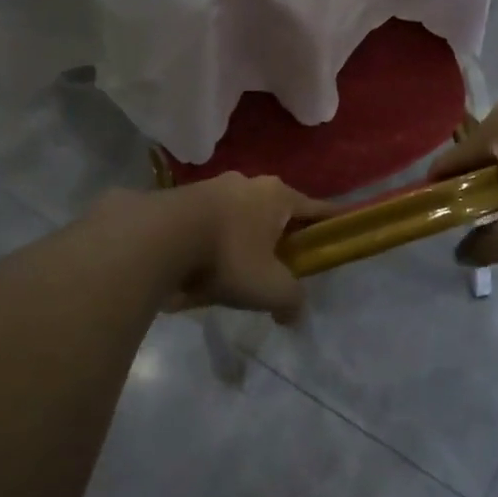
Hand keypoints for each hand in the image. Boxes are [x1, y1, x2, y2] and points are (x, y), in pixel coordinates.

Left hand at [100, 174, 331, 324]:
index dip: (330, 222)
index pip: (315, 208)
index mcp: (278, 195)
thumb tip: (295, 314)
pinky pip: (208, 223)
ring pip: (239, 217)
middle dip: (278, 237)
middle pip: (275, 213)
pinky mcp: (182, 197)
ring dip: (241, 241)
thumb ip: (291, 301)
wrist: (157, 237)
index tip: (340, 228)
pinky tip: (198, 270)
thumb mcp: (270, 288)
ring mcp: (213, 186)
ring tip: (232, 275)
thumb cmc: (227, 256)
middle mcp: (249, 182)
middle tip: (277, 267)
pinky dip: (211, 243)